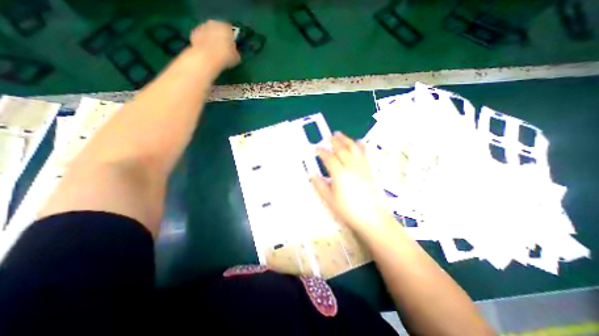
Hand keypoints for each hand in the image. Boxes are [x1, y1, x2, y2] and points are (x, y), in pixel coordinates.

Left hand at [189, 20, 239, 74]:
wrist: (207, 58)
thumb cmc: (225, 57)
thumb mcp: (237, 58)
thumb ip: (236, 52)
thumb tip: (234, 51)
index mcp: (226, 27)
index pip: (231, 30)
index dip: (231, 38)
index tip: (232, 46)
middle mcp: (214, 23)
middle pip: (218, 29)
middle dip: (220, 37)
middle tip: (222, 49)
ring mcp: (202, 26)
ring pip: (209, 32)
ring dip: (211, 39)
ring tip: (213, 51)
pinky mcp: (194, 33)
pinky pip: (201, 37)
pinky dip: (203, 42)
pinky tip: (206, 51)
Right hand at [311, 133, 391, 234]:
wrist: (371, 218)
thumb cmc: (348, 210)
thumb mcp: (329, 199)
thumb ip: (320, 185)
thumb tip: (312, 175)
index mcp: (339, 173)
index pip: (328, 158)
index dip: (321, 151)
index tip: (316, 148)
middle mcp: (351, 166)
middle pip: (341, 149)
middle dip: (334, 141)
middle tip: (328, 136)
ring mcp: (361, 167)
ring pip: (353, 148)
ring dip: (346, 140)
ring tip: (340, 134)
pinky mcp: (369, 170)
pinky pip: (365, 154)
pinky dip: (361, 146)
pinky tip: (359, 142)